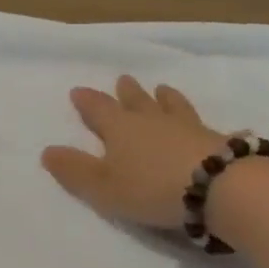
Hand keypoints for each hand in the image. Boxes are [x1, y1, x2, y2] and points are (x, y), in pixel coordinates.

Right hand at [42, 76, 232, 229]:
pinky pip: (210, 129)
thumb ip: (75, 170)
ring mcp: (189, 128)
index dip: (87, 101)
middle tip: (123, 79)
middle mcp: (153, 121)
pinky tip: (221, 128)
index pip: (99, 109)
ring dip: (165, 98)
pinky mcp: (219, 141)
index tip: (78, 91)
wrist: (220, 187)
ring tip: (163, 89)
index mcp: (121, 129)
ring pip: (173, 106)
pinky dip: (207, 127)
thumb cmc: (152, 188)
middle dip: (127, 92)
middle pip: (137, 101)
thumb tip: (47, 151)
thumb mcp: (103, 186)